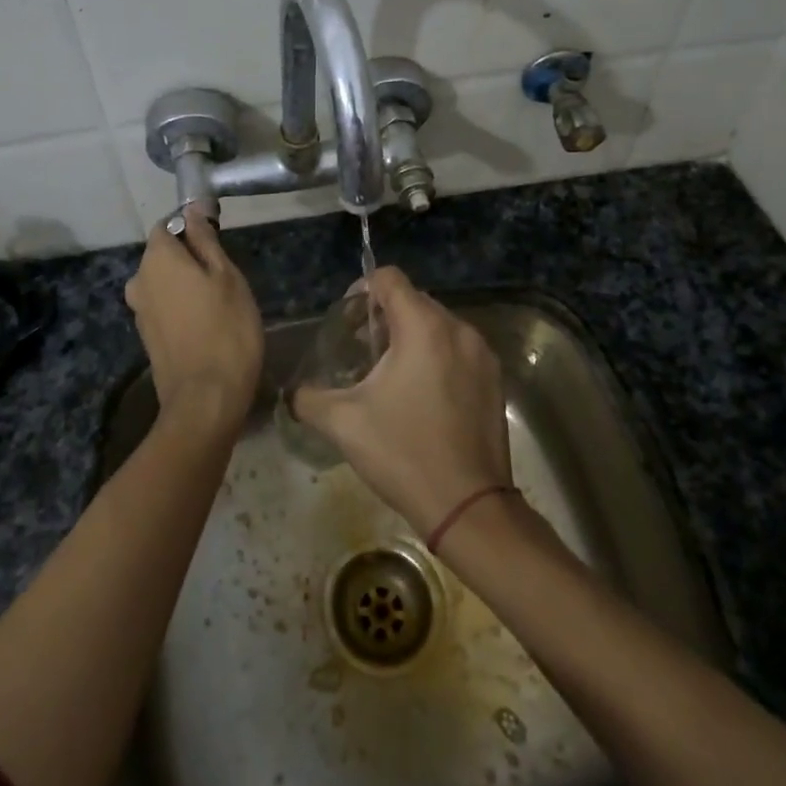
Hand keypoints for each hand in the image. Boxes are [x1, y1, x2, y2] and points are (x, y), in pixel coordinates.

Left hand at [124, 212, 263, 436]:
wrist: (205, 399)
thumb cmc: (225, 328)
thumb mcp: (226, 276)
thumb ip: (205, 240)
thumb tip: (192, 209)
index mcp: (157, 258)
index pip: (167, 225)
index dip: (192, 228)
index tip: (218, 242)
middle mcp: (139, 280)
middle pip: (163, 255)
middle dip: (190, 258)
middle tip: (226, 276)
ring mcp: (140, 311)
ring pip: (164, 282)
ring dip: (186, 284)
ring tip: (219, 302)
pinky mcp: (147, 336)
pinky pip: (164, 306)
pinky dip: (181, 307)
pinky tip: (206, 323)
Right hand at [292, 266, 511, 537]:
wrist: (469, 507)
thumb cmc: (404, 453)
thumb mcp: (343, 424)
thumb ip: (308, 398)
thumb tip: (290, 392)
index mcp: (423, 327)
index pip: (389, 278)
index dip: (362, 289)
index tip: (347, 320)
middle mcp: (458, 329)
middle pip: (414, 300)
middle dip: (384, 316)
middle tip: (361, 349)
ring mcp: (482, 354)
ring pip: (438, 325)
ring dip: (410, 337)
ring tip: (388, 373)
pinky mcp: (494, 379)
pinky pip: (458, 349)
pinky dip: (436, 355)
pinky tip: (420, 394)